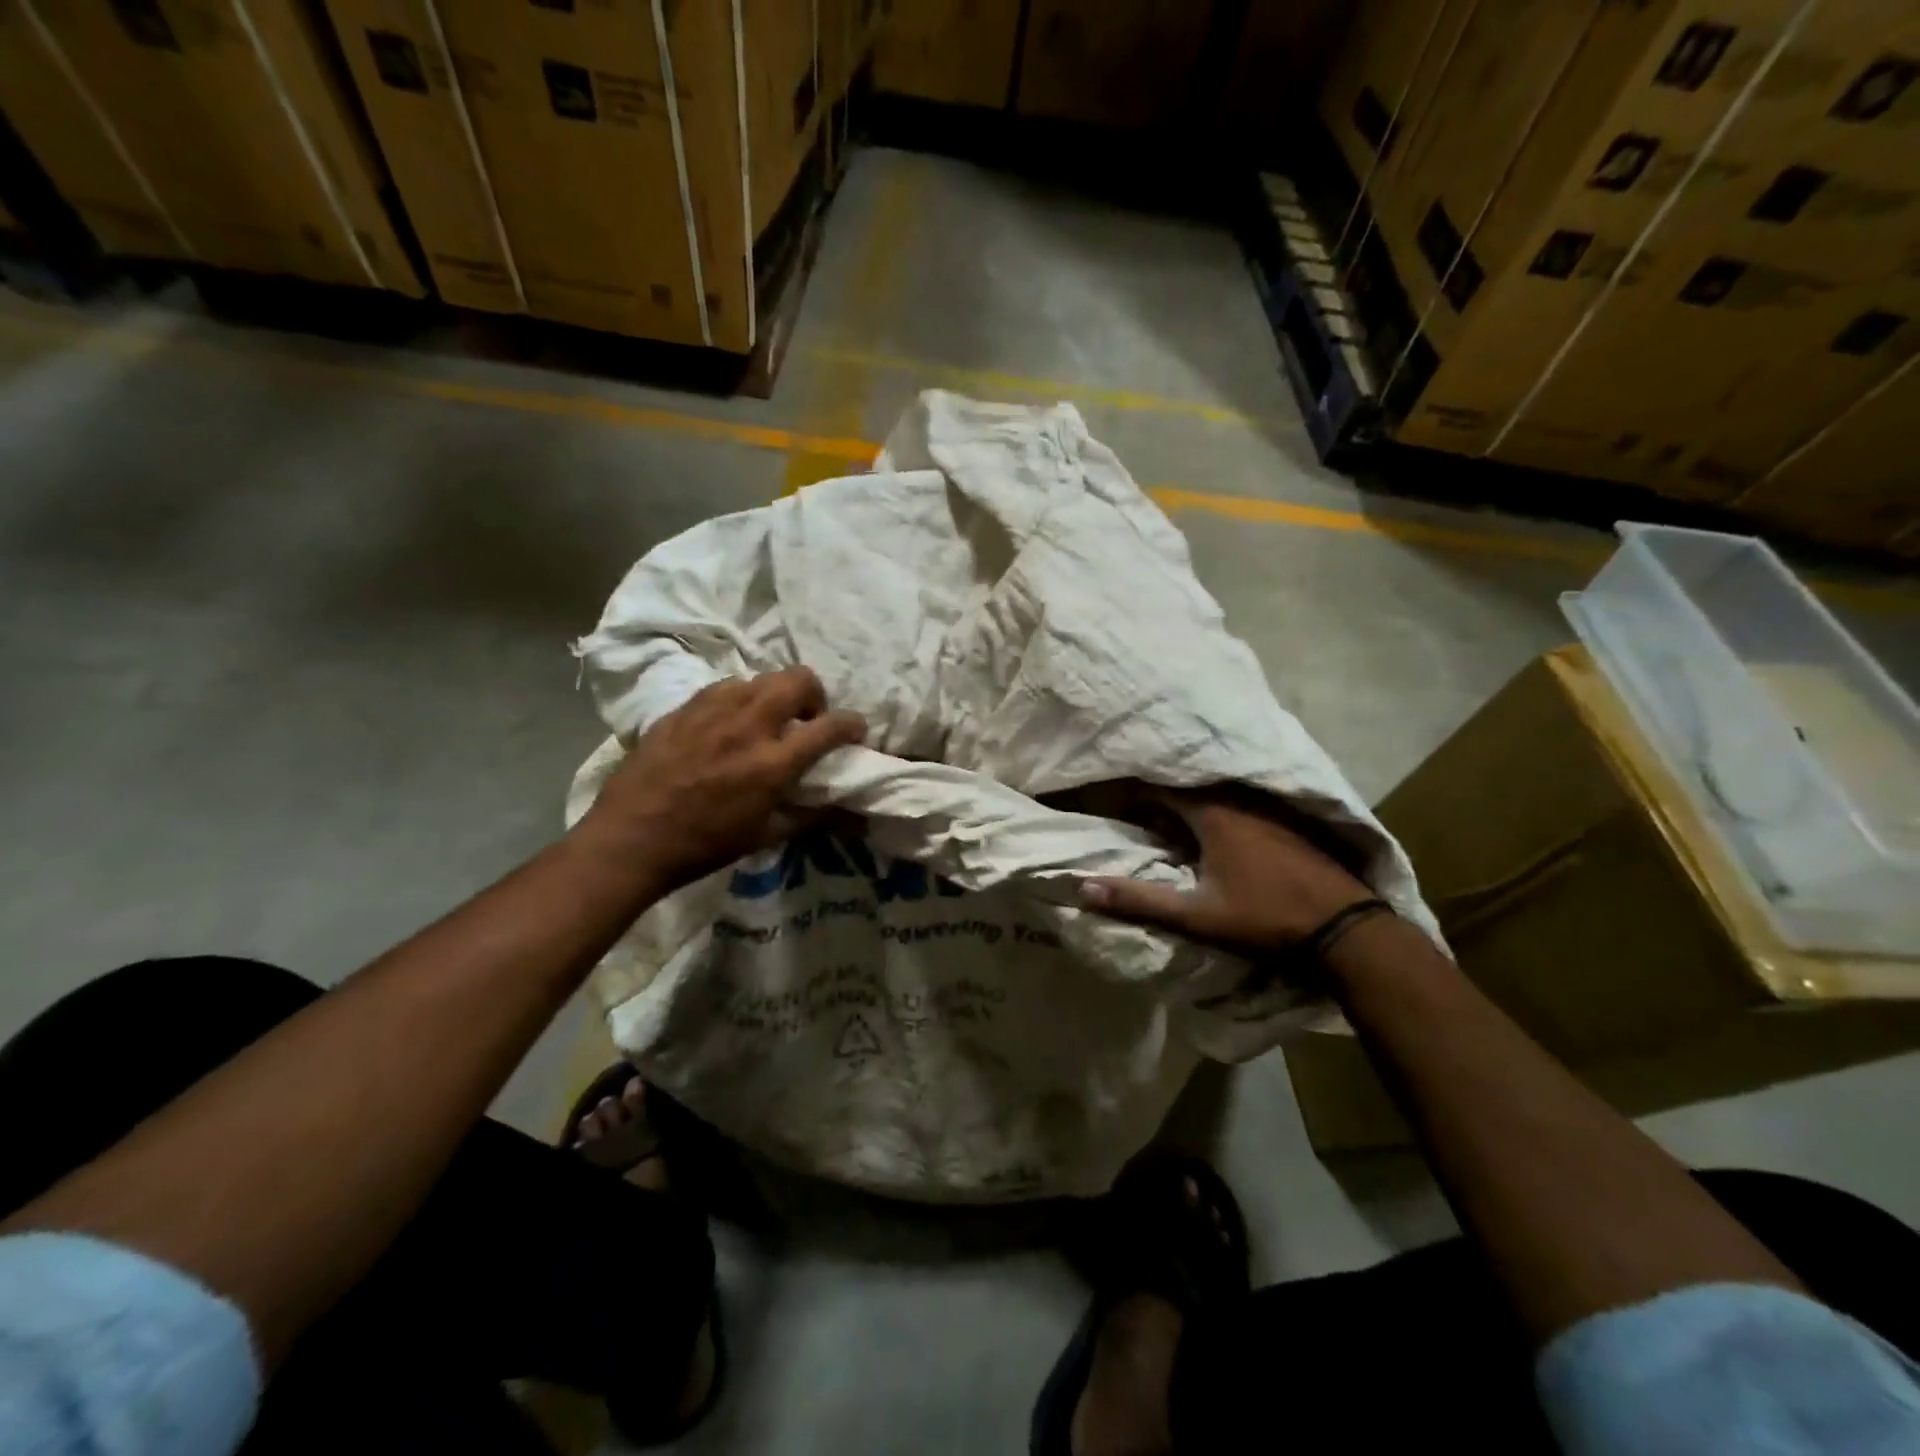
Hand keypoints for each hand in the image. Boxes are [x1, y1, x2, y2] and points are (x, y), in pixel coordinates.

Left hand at [577, 668, 865, 895]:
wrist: (631, 838)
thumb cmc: (704, 845)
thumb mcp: (765, 836)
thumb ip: (811, 817)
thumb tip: (849, 813)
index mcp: (772, 763)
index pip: (829, 727)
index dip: (852, 724)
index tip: (854, 730)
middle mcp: (747, 725)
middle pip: (798, 679)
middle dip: (814, 694)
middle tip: (806, 719)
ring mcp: (712, 710)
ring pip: (761, 678)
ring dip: (775, 695)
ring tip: (765, 720)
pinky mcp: (684, 708)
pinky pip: (724, 687)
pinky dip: (740, 698)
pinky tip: (728, 722)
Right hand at [1081, 789, 1374, 951]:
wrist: (1344, 927)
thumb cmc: (1264, 917)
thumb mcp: (1195, 914)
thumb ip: (1139, 899)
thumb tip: (1082, 889)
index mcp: (1212, 813)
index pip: (1159, 786)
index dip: (1130, 789)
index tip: (1107, 796)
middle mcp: (1238, 799)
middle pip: (1186, 785)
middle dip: (1156, 793)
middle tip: (1131, 806)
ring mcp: (1266, 808)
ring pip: (1214, 791)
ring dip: (1187, 799)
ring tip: (1163, 813)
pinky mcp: (1285, 820)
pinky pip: (1237, 800)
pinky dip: (1214, 806)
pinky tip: (1211, 828)